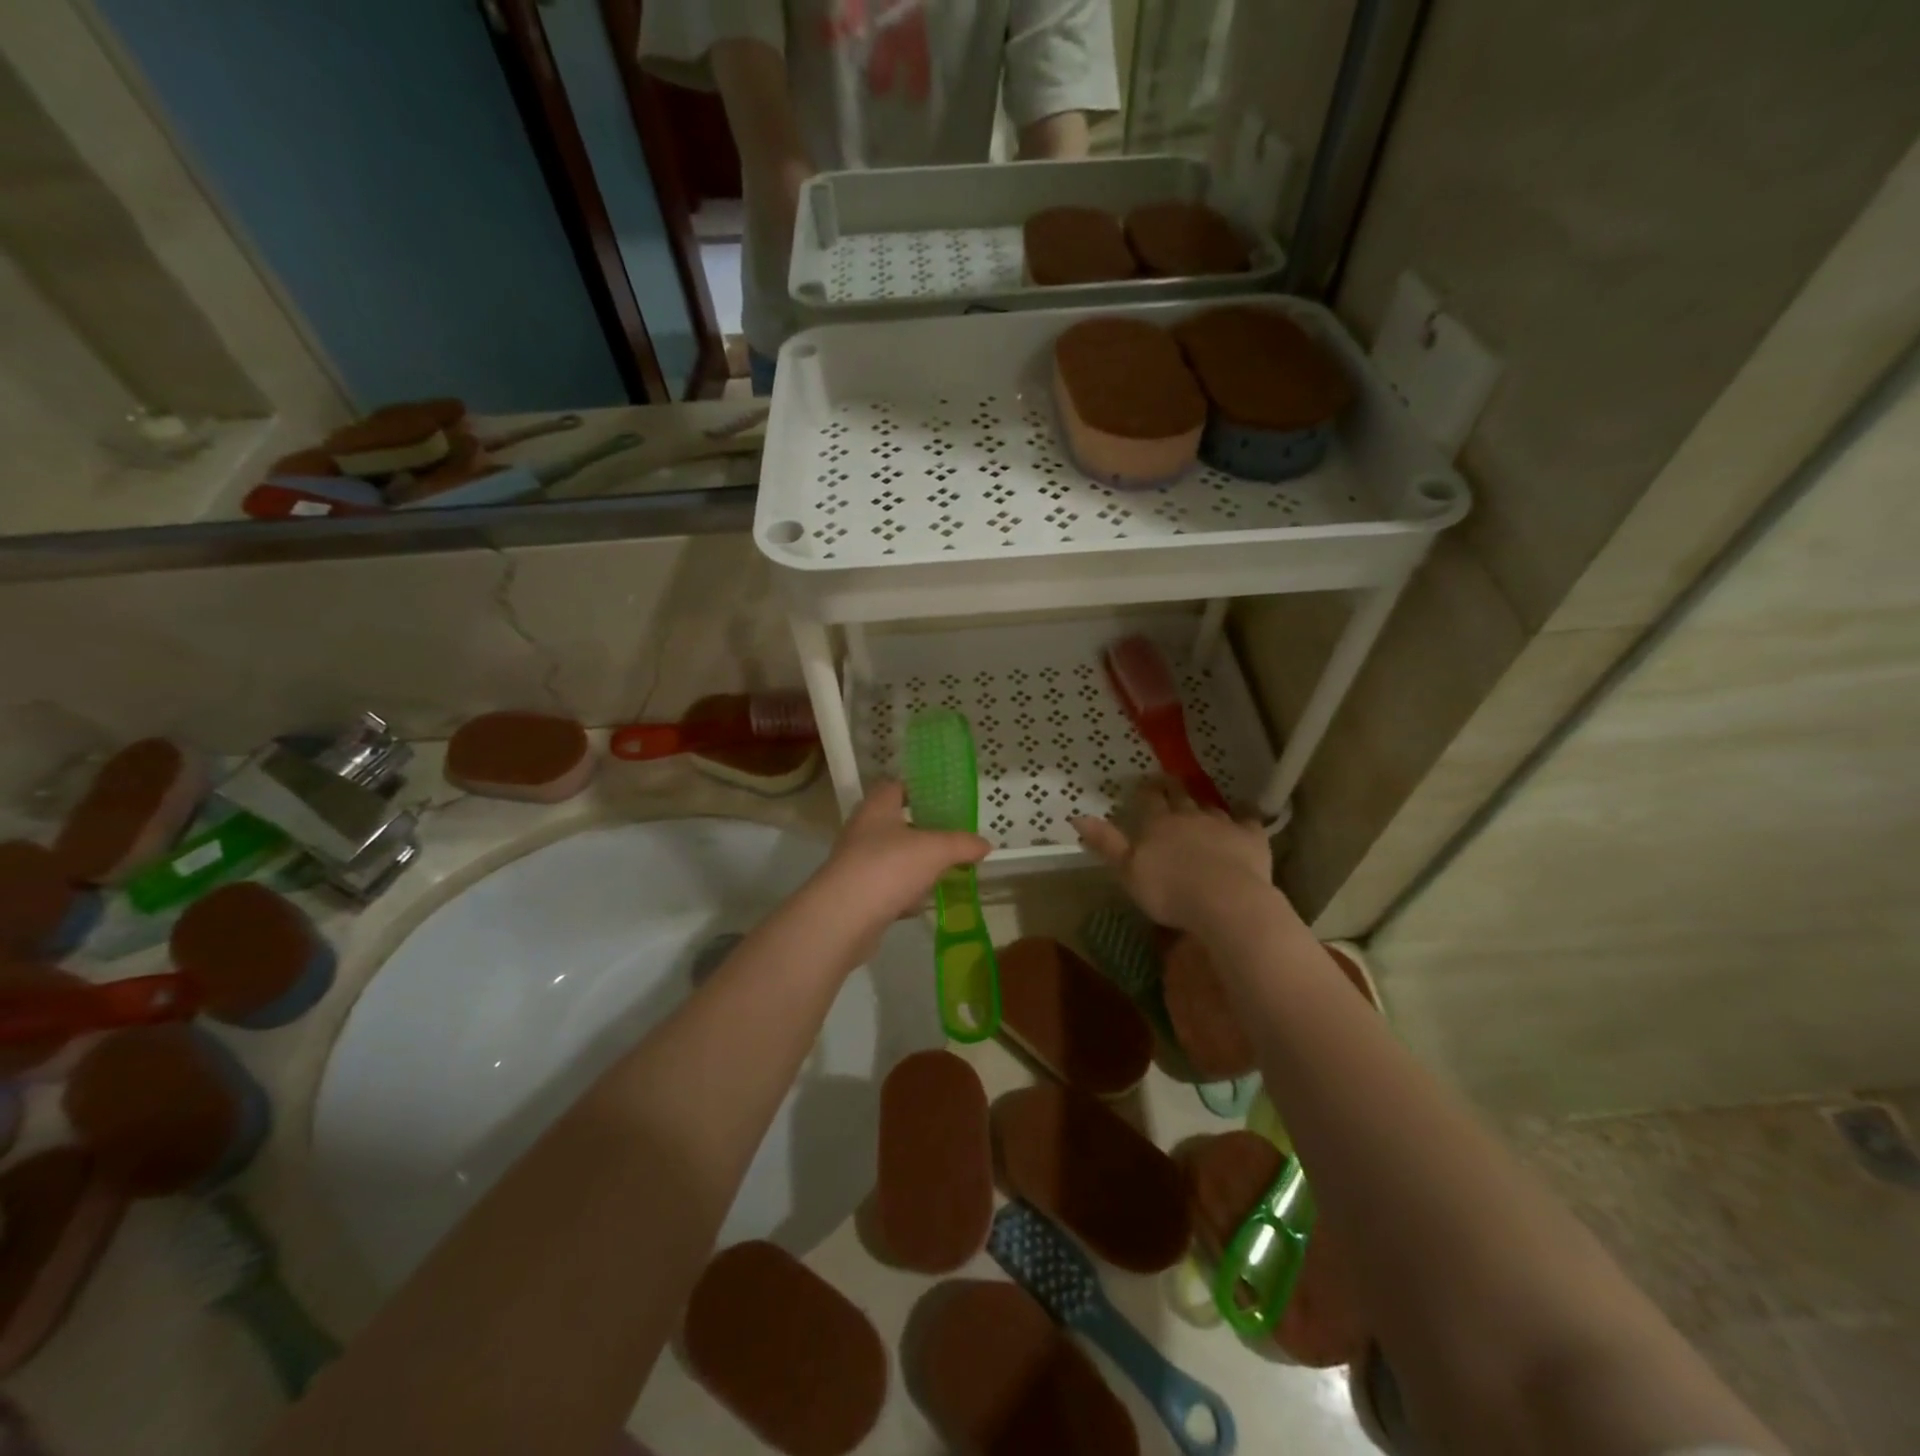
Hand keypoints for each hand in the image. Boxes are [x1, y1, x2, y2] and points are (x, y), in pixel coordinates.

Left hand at [816, 781, 989, 926]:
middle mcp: (862, 830)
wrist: (844, 918)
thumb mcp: (936, 850)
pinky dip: (903, 894)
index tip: (942, 801)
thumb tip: (985, 844)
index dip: (917, 790)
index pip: (894, 787)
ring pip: (892, 858)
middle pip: (895, 824)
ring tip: (942, 872)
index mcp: (877, 808)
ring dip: (914, 865)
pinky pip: (886, 888)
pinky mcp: (856, 895)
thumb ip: (962, 844)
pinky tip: (920, 904)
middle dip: (922, 832)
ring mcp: (856, 864)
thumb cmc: (889, 867)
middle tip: (950, 839)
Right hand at [1072, 781, 1279, 932]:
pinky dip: (1245, 814)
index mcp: (1157, 824)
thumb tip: (1077, 816)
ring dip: (1204, 804)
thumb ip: (1106, 843)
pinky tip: (1245, 811)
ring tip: (1201, 802)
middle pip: (1180, 796)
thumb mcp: (1127, 871)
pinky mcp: (1250, 837)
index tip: (1145, 783)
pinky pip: (1248, 819)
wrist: (1224, 900)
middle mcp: (1188, 816)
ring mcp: (1221, 824)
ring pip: (1210, 807)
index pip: (1148, 800)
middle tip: (1170, 780)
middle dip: (1173, 787)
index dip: (1145, 791)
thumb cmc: (1169, 890)